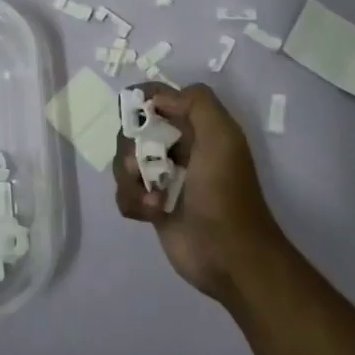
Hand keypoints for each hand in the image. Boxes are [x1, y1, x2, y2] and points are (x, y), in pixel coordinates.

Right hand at [113, 84, 290, 303]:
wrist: (229, 256)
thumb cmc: (225, 192)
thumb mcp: (222, 137)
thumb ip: (196, 104)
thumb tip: (157, 98)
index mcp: (198, 129)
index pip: (162, 99)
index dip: (143, 99)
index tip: (130, 109)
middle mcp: (179, 150)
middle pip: (134, 131)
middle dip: (130, 145)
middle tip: (140, 163)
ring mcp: (163, 179)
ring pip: (125, 163)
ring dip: (130, 178)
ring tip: (152, 197)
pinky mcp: (152, 207)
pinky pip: (125, 194)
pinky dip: (132, 201)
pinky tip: (150, 212)